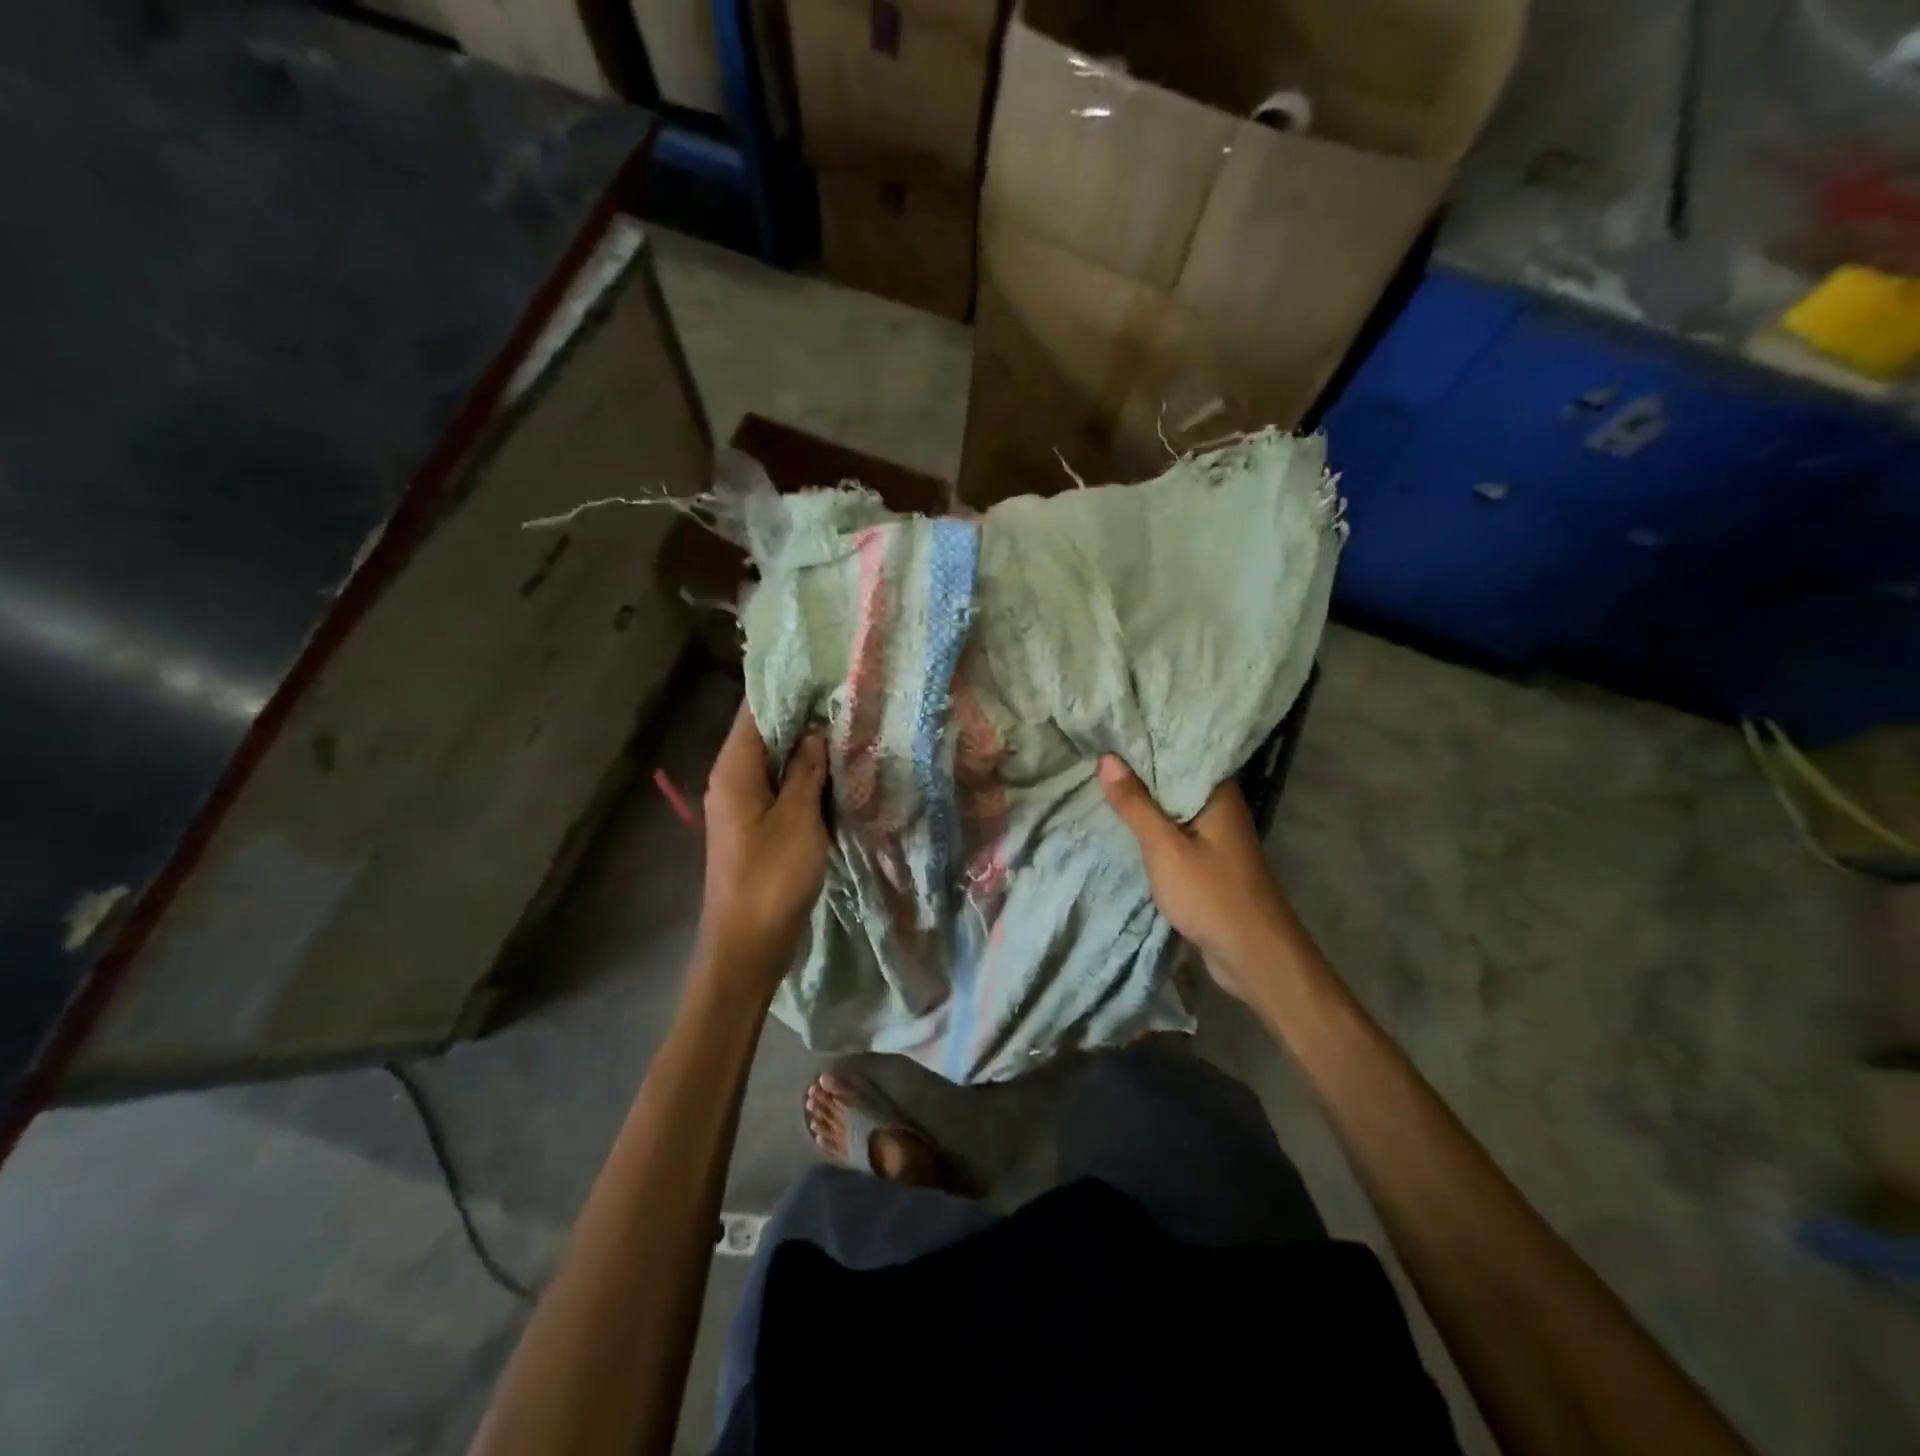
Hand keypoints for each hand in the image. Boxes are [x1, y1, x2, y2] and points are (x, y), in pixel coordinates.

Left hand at [696, 701, 828, 984]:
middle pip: (765, 734)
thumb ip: (805, 771)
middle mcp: (732, 780)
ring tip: (846, 728)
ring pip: (774, 763)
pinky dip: (802, 777)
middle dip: (802, 717)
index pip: (756, 711)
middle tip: (846, 698)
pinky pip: (779, 789)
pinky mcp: (755, 827)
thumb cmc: (772, 877)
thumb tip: (814, 732)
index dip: (788, 689)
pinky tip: (834, 773)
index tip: (824, 672)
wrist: (747, 944)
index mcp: (734, 770)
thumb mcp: (798, 818)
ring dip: (805, 749)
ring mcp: (742, 805)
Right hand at [1098, 757, 1296, 998]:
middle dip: (1141, 767)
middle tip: (1098, 749)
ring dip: (1145, 798)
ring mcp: (1217, 836)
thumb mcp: (1164, 847)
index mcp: (1218, 794)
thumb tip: (1108, 758)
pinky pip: (1176, 830)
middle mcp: (1221, 808)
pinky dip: (1153, 825)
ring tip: (1103, 776)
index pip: (1182, 750)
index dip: (1149, 738)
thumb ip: (1136, 804)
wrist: (1252, 955)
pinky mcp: (1210, 861)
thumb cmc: (1210, 894)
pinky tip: (1126, 820)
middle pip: (1176, 778)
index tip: (1114, 725)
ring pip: (1174, 806)